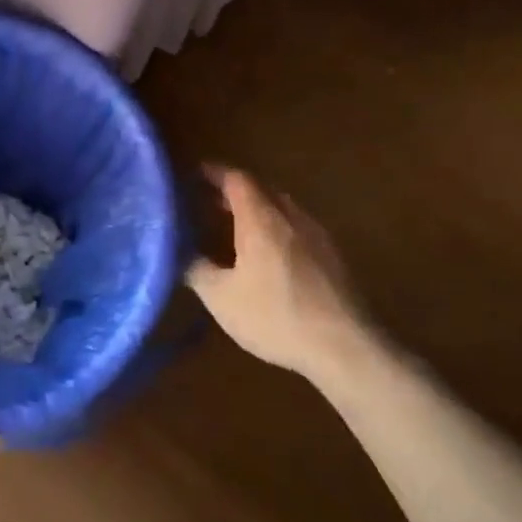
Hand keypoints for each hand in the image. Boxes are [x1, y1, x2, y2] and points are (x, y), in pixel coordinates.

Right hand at [185, 166, 370, 375]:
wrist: (344, 347)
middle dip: (235, 192)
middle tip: (209, 202)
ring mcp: (317, 237)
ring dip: (259, 210)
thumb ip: (196, 269)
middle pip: (262, 191)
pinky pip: (298, 229)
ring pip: (283, 210)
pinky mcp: (333, 258)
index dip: (215, 173)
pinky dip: (277, 229)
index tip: (194, 173)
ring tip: (236, 227)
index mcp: (262, 221)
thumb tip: (178, 253)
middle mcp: (292, 219)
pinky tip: (269, 255)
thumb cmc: (275, 316)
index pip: (237, 180)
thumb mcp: (221, 297)